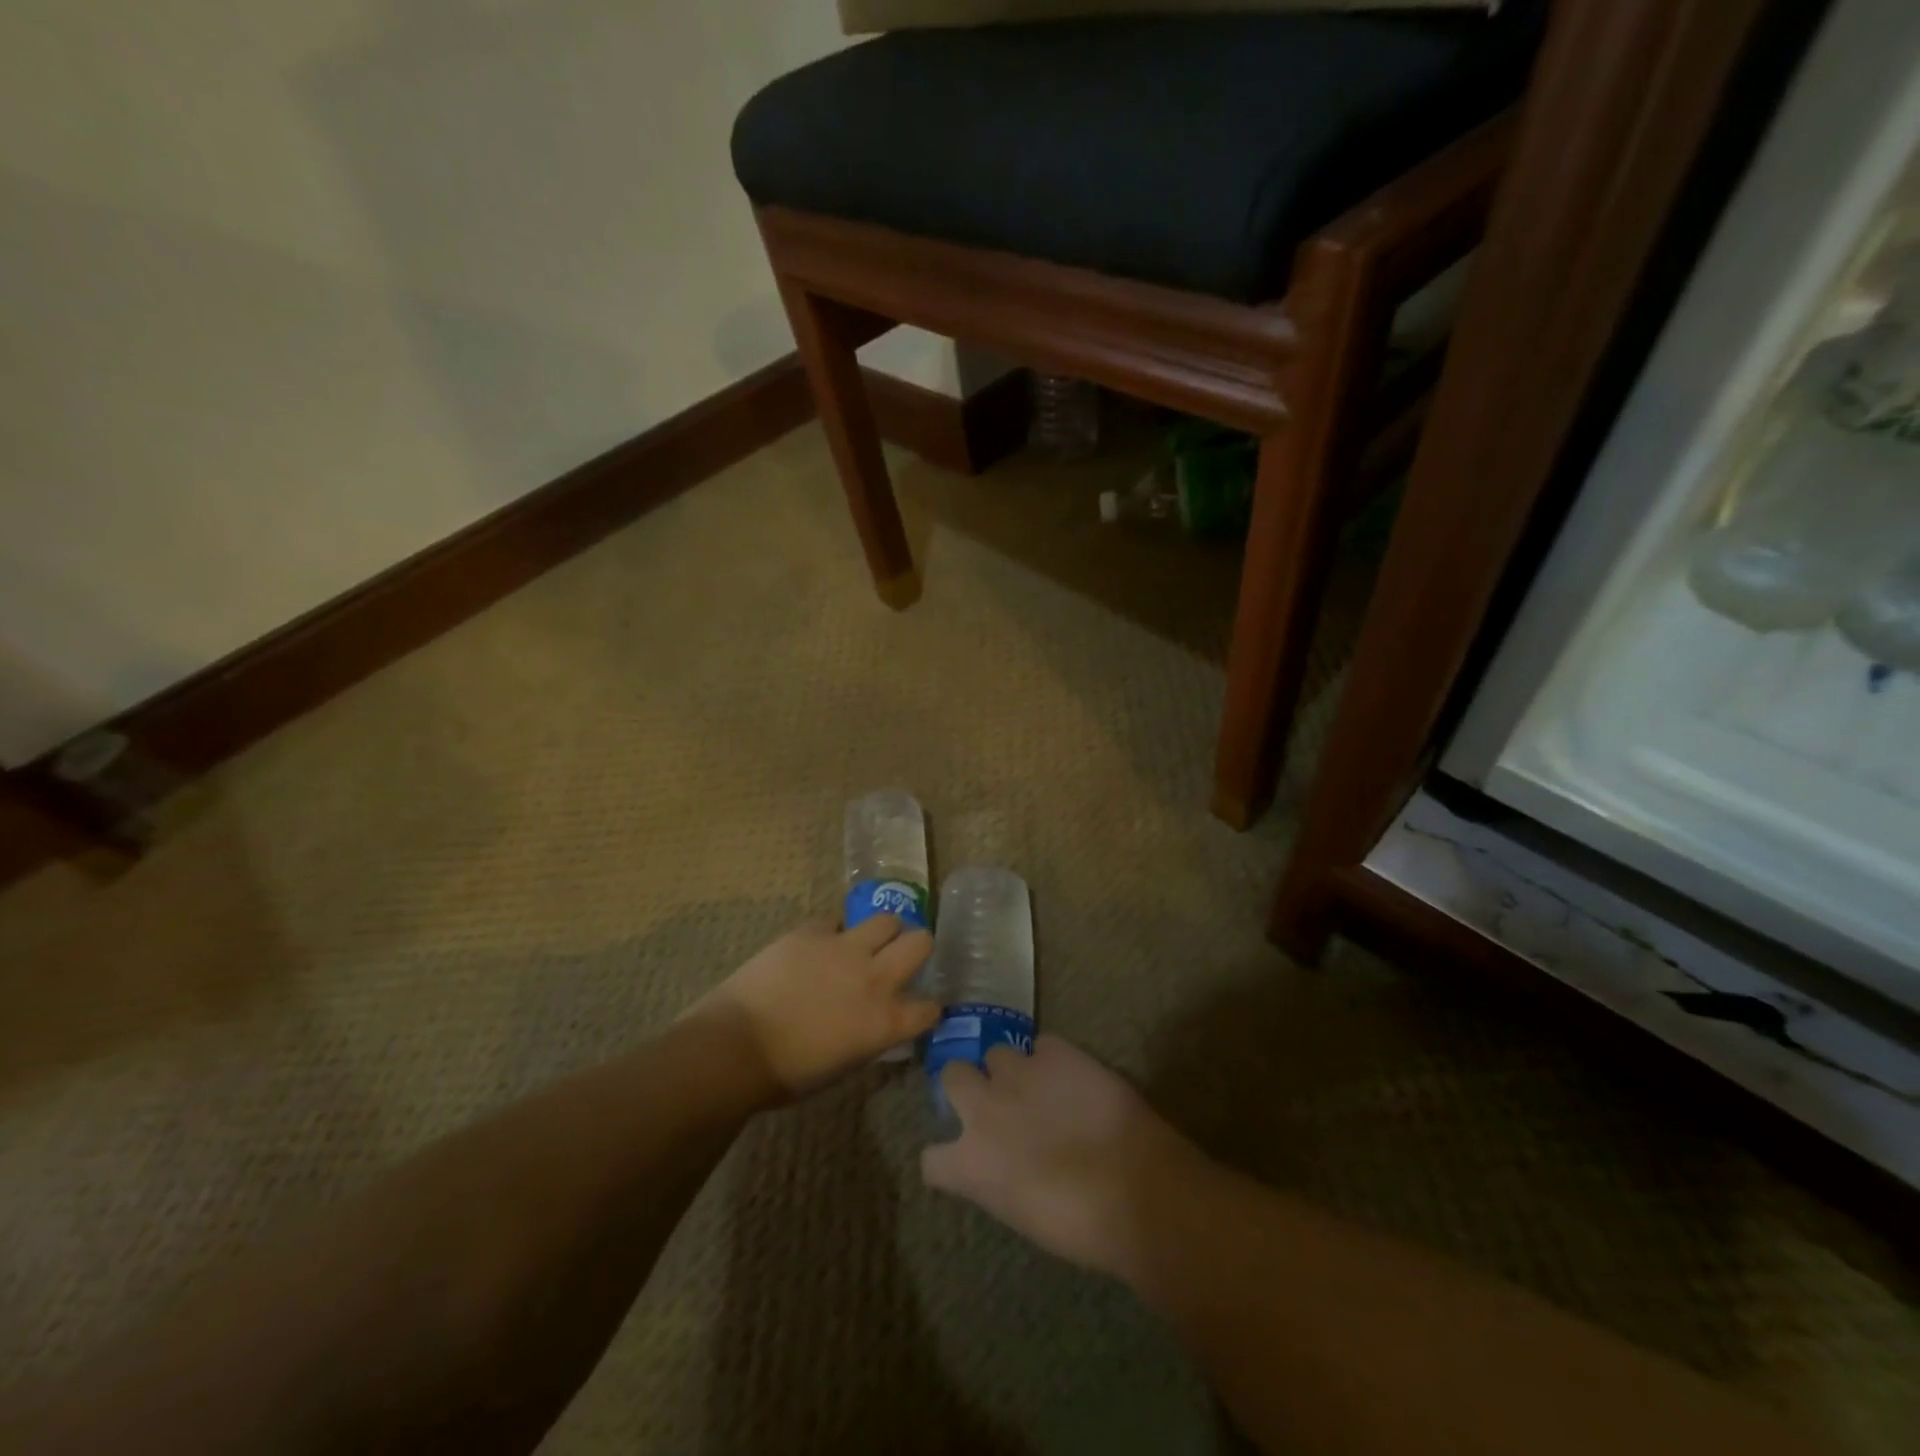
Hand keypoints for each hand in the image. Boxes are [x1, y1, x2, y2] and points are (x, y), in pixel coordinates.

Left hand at [690, 915, 936, 1099]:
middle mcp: (875, 978)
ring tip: (869, 940)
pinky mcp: (811, 932)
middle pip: (920, 942)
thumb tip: (874, 1024)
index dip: (928, 1007)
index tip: (920, 1008)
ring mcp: (844, 949)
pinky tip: (822, 943)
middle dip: (918, 947)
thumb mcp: (844, 1065)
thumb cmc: (786, 1075)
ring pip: (886, 920)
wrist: (736, 1047)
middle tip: (903, 955)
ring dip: (884, 930)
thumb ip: (869, 1037)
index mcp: (885, 1022)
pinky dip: (834, 931)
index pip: (929, 1008)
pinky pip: (835, 921)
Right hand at [920, 1035, 1200, 1280]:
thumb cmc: (1080, 1225)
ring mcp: (1017, 1072)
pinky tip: (1072, 1077)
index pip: (930, 1157)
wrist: (1135, 1187)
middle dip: (968, 1084)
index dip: (946, 1156)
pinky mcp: (1055, 1051)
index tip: (964, 1156)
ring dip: (1012, 1070)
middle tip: (995, 1101)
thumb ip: (996, 1178)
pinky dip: (1052, 1060)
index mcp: (969, 1162)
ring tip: (1040, 1086)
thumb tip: (1001, 1165)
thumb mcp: (1020, 1213)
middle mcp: (982, 1107)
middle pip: (952, 1074)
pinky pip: (1042, 1045)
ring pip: (997, 1053)